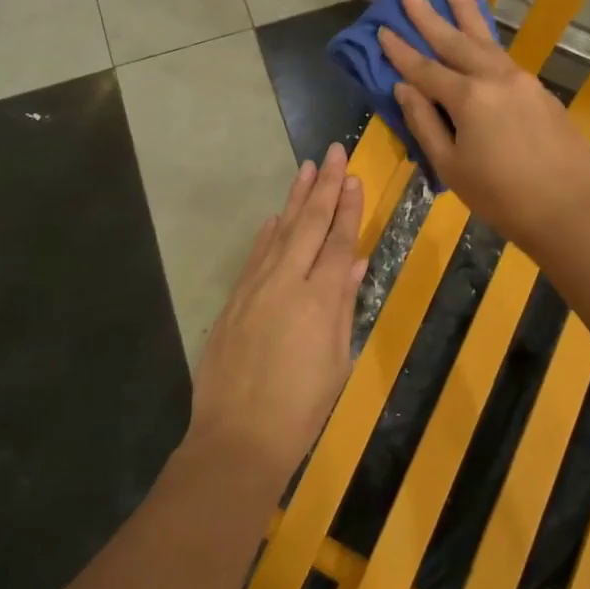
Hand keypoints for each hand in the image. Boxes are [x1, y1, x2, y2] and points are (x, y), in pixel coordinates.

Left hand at [188, 143, 366, 485]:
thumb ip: (343, 308)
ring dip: (294, 199)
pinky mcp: (234, 299)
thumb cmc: (301, 409)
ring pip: (280, 232)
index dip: (348, 208)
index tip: (354, 177)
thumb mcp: (337, 361)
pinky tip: (274, 218)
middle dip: (324, 186)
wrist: (238, 436)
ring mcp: (255, 287)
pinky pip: (255, 255)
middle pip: (309, 224)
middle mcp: (287, 282)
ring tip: (306, 169)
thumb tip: (355, 266)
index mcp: (320, 298)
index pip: (339, 241)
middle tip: (333, 152)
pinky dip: (268, 234)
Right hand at [379, 0, 589, 256]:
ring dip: (465, 12)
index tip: (382, 28)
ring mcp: (523, 81)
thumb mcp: (450, 166)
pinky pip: (504, 58)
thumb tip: (404, 88)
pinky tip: (480, 38)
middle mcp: (495, 78)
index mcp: (468, 97)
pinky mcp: (541, 92)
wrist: (569, 211)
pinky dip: (487, 41)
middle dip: (429, 13)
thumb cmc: (500, 196)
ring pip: (486, 39)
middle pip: (454, 39)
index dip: (400, 50)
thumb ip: (424, 122)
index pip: (424, 68)